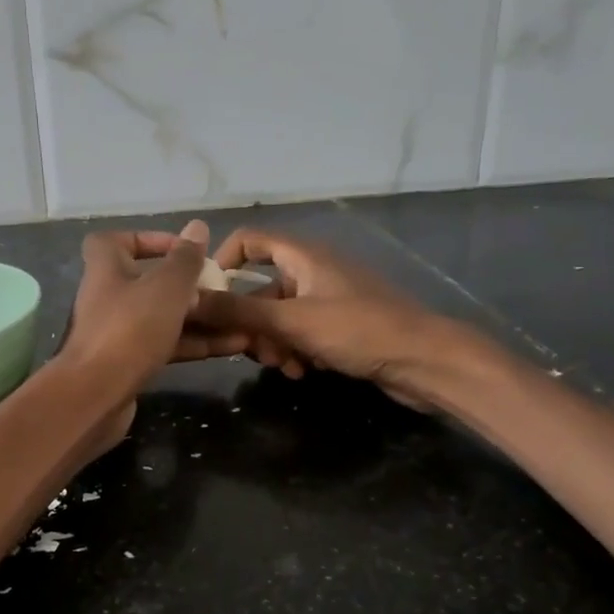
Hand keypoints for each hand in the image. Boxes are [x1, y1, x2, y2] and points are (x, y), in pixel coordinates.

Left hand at [58, 219, 246, 406]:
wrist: (95, 395)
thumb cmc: (130, 328)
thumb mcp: (166, 287)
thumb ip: (185, 259)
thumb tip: (197, 227)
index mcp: (106, 267)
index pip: (118, 240)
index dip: (150, 240)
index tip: (184, 250)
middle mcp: (107, 296)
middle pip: (149, 282)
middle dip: (188, 286)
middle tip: (223, 290)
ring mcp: (116, 332)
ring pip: (162, 317)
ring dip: (199, 318)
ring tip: (240, 320)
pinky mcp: (127, 364)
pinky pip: (164, 345)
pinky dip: (192, 344)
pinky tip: (229, 347)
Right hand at [192, 228, 451, 406]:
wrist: (424, 361)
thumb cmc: (358, 330)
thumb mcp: (293, 321)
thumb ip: (239, 311)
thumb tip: (189, 299)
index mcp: (303, 256)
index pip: (250, 241)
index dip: (224, 263)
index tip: (208, 298)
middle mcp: (313, 272)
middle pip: (261, 289)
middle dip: (251, 322)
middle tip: (251, 350)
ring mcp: (328, 300)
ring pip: (280, 317)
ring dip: (274, 343)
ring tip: (284, 367)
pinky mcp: (341, 327)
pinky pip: (302, 334)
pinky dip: (296, 351)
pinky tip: (303, 373)